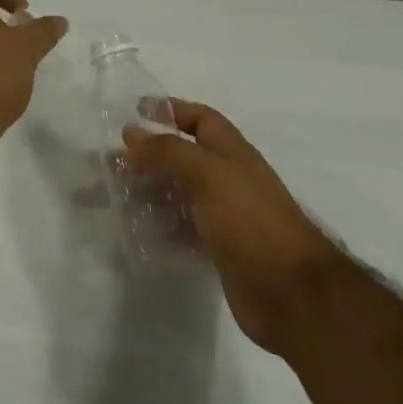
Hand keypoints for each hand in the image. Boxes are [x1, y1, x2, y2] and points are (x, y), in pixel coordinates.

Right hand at [122, 101, 341, 352]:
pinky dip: (163, 227)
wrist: (290, 292)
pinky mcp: (220, 249)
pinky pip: (185, 229)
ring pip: (182, 194)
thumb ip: (170, 152)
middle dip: (151, 155)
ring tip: (117, 196)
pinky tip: (139, 232)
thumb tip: (131, 133)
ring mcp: (227, 216)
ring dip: (153, 191)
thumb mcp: (208, 175)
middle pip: (186, 157)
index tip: (135, 112)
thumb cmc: (250, 221)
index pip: (202, 119)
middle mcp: (230, 179)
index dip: (172, 110)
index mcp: (233, 153)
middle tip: (113, 162)